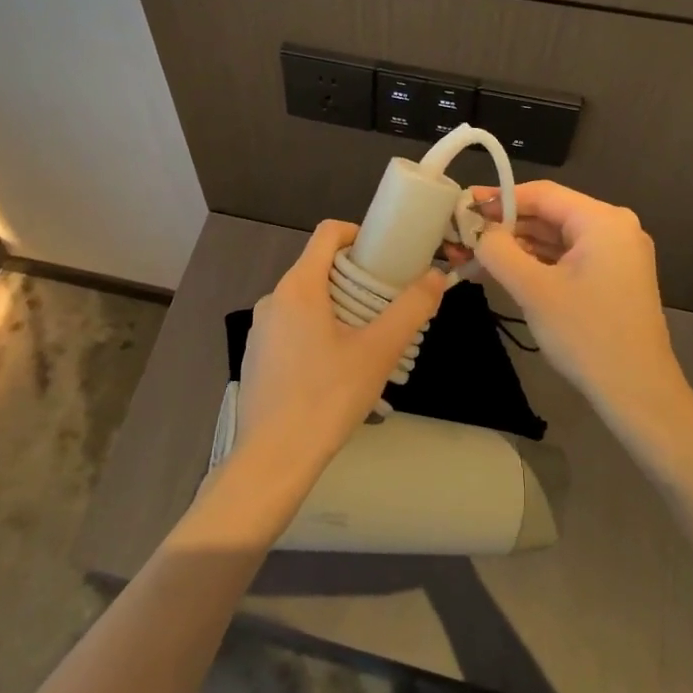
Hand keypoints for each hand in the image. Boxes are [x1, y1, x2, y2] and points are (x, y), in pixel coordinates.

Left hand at [233, 220, 444, 493]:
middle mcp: (273, 298)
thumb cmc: (327, 397)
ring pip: (305, 300)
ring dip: (337, 307)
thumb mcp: (378, 351)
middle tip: (385, 306)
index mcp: (298, 286)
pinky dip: (316, 331)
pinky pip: (291, 327)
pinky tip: (334, 370)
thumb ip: (410, 309)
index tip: (386, 257)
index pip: (328, 233)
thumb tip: (437, 276)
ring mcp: (260, 328)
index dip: (359, 235)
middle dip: (354, 278)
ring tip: (366, 342)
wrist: (273, 459)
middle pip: (318, 267)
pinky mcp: (256, 355)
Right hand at [463, 181, 692, 446]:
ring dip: (517, 245)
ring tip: (475, 253)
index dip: (499, 198)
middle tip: (463, 233)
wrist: (638, 394)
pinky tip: (504, 269)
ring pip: (556, 237)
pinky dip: (536, 261)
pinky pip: (567, 257)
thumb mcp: (533, 289)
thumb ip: (498, 250)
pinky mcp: (613, 277)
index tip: (463, 207)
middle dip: (505, 225)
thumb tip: (478, 231)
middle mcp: (615, 228)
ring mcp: (617, 254)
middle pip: (549, 213)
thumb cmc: (587, 335)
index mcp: (603, 220)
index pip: (541, 193)